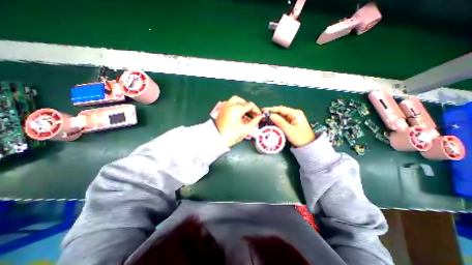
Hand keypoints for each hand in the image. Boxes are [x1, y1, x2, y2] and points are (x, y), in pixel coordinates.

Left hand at [216, 97, 263, 147]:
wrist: (217, 139)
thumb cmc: (231, 136)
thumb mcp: (245, 130)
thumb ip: (254, 122)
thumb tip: (259, 117)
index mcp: (236, 110)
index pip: (250, 105)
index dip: (256, 110)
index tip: (258, 116)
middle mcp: (230, 105)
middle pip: (244, 101)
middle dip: (250, 108)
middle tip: (253, 115)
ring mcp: (225, 107)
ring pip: (236, 99)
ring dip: (243, 104)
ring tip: (246, 112)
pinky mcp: (222, 109)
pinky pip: (230, 103)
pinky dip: (236, 105)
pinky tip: (238, 113)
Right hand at [264, 105, 313, 146]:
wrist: (308, 145)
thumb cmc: (300, 138)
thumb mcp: (289, 130)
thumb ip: (280, 122)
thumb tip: (270, 115)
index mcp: (295, 113)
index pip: (281, 109)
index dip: (271, 109)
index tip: (263, 110)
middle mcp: (294, 113)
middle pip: (281, 111)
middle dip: (272, 112)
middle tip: (262, 114)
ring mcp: (294, 117)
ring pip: (281, 115)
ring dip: (274, 116)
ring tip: (265, 117)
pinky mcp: (292, 122)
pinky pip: (283, 119)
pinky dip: (277, 119)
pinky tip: (271, 121)